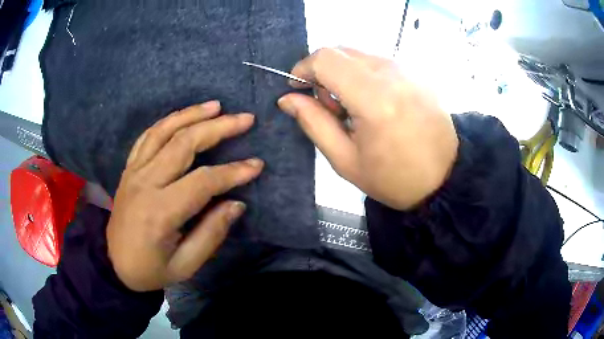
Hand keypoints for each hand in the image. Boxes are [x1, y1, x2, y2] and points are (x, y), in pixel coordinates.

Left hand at [106, 101, 263, 291]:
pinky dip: (167, 121)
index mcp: (160, 212)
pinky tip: (183, 115)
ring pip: (164, 131)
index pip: (202, 181)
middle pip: (183, 143)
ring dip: (192, 114)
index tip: (256, 165)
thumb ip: (211, 235)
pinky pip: (147, 136)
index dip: (232, 171)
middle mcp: (145, 183)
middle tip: (245, 119)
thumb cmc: (150, 270)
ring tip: (216, 106)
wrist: (112, 263)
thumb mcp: (184, 266)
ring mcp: (134, 171)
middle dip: (218, 128)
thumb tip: (236, 203)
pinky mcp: (129, 168)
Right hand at [278, 47, 457, 209]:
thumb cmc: (395, 178)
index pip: (325, 59)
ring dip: (343, 74)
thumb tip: (287, 98)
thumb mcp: (346, 160)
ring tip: (353, 108)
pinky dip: (362, 75)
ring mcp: (406, 70)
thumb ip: (314, 123)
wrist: (445, 177)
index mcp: (373, 98)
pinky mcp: (415, 73)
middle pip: (340, 51)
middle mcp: (391, 74)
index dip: (303, 68)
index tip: (296, 87)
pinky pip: (377, 62)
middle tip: (329, 106)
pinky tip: (373, 103)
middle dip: (322, 72)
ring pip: (357, 55)